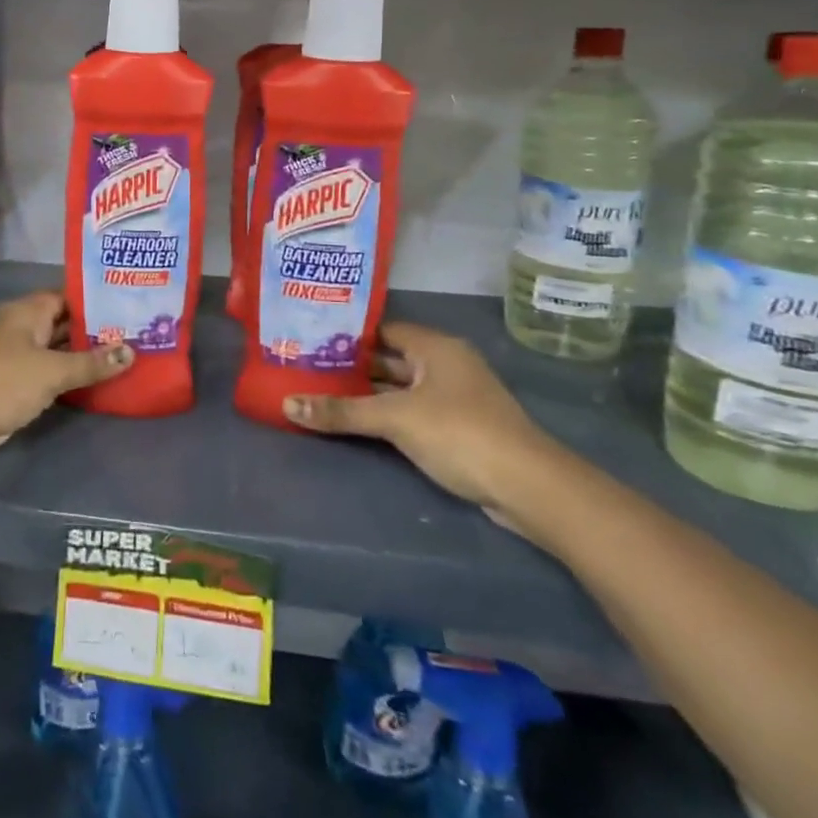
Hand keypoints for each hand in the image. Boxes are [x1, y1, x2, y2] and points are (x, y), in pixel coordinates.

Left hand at [0, 292, 132, 460]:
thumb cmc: (1, 381)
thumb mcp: (52, 371)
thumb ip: (91, 363)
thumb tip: (130, 350)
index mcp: (27, 311)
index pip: (68, 296)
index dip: (96, 300)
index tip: (128, 305)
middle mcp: (20, 327)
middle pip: (61, 323)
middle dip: (92, 330)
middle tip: (134, 334)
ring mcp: (13, 356)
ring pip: (54, 350)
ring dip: (80, 355)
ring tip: (122, 356)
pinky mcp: (10, 384)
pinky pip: (45, 373)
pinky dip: (65, 376)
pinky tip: (92, 382)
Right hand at [283, 322, 564, 528]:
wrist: (529, 488)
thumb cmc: (460, 433)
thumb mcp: (395, 419)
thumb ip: (342, 411)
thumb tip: (287, 404)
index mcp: (435, 347)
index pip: (382, 329)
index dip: (347, 334)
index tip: (310, 338)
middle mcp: (445, 364)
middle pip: (389, 359)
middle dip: (352, 366)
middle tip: (307, 367)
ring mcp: (453, 397)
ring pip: (399, 388)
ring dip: (367, 393)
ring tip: (321, 392)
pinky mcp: (457, 427)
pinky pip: (411, 411)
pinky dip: (385, 414)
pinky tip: (356, 421)